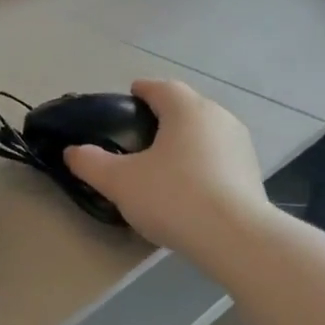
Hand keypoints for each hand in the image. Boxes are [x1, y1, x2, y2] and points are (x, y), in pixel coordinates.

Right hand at [63, 81, 269, 254]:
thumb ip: (91, 163)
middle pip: (186, 107)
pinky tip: (190, 186)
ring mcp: (240, 144)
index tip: (129, 98)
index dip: (142, 90)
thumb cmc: (173, 197)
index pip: (161, 87)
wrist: (235, 237)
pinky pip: (219, 158)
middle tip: (140, 136)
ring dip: (185, 141)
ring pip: (205, 132)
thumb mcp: (120, 182)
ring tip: (165, 163)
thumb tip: (72, 151)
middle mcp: (218, 117)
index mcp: (186, 109)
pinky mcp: (252, 172)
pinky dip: (202, 163)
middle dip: (164, 116)